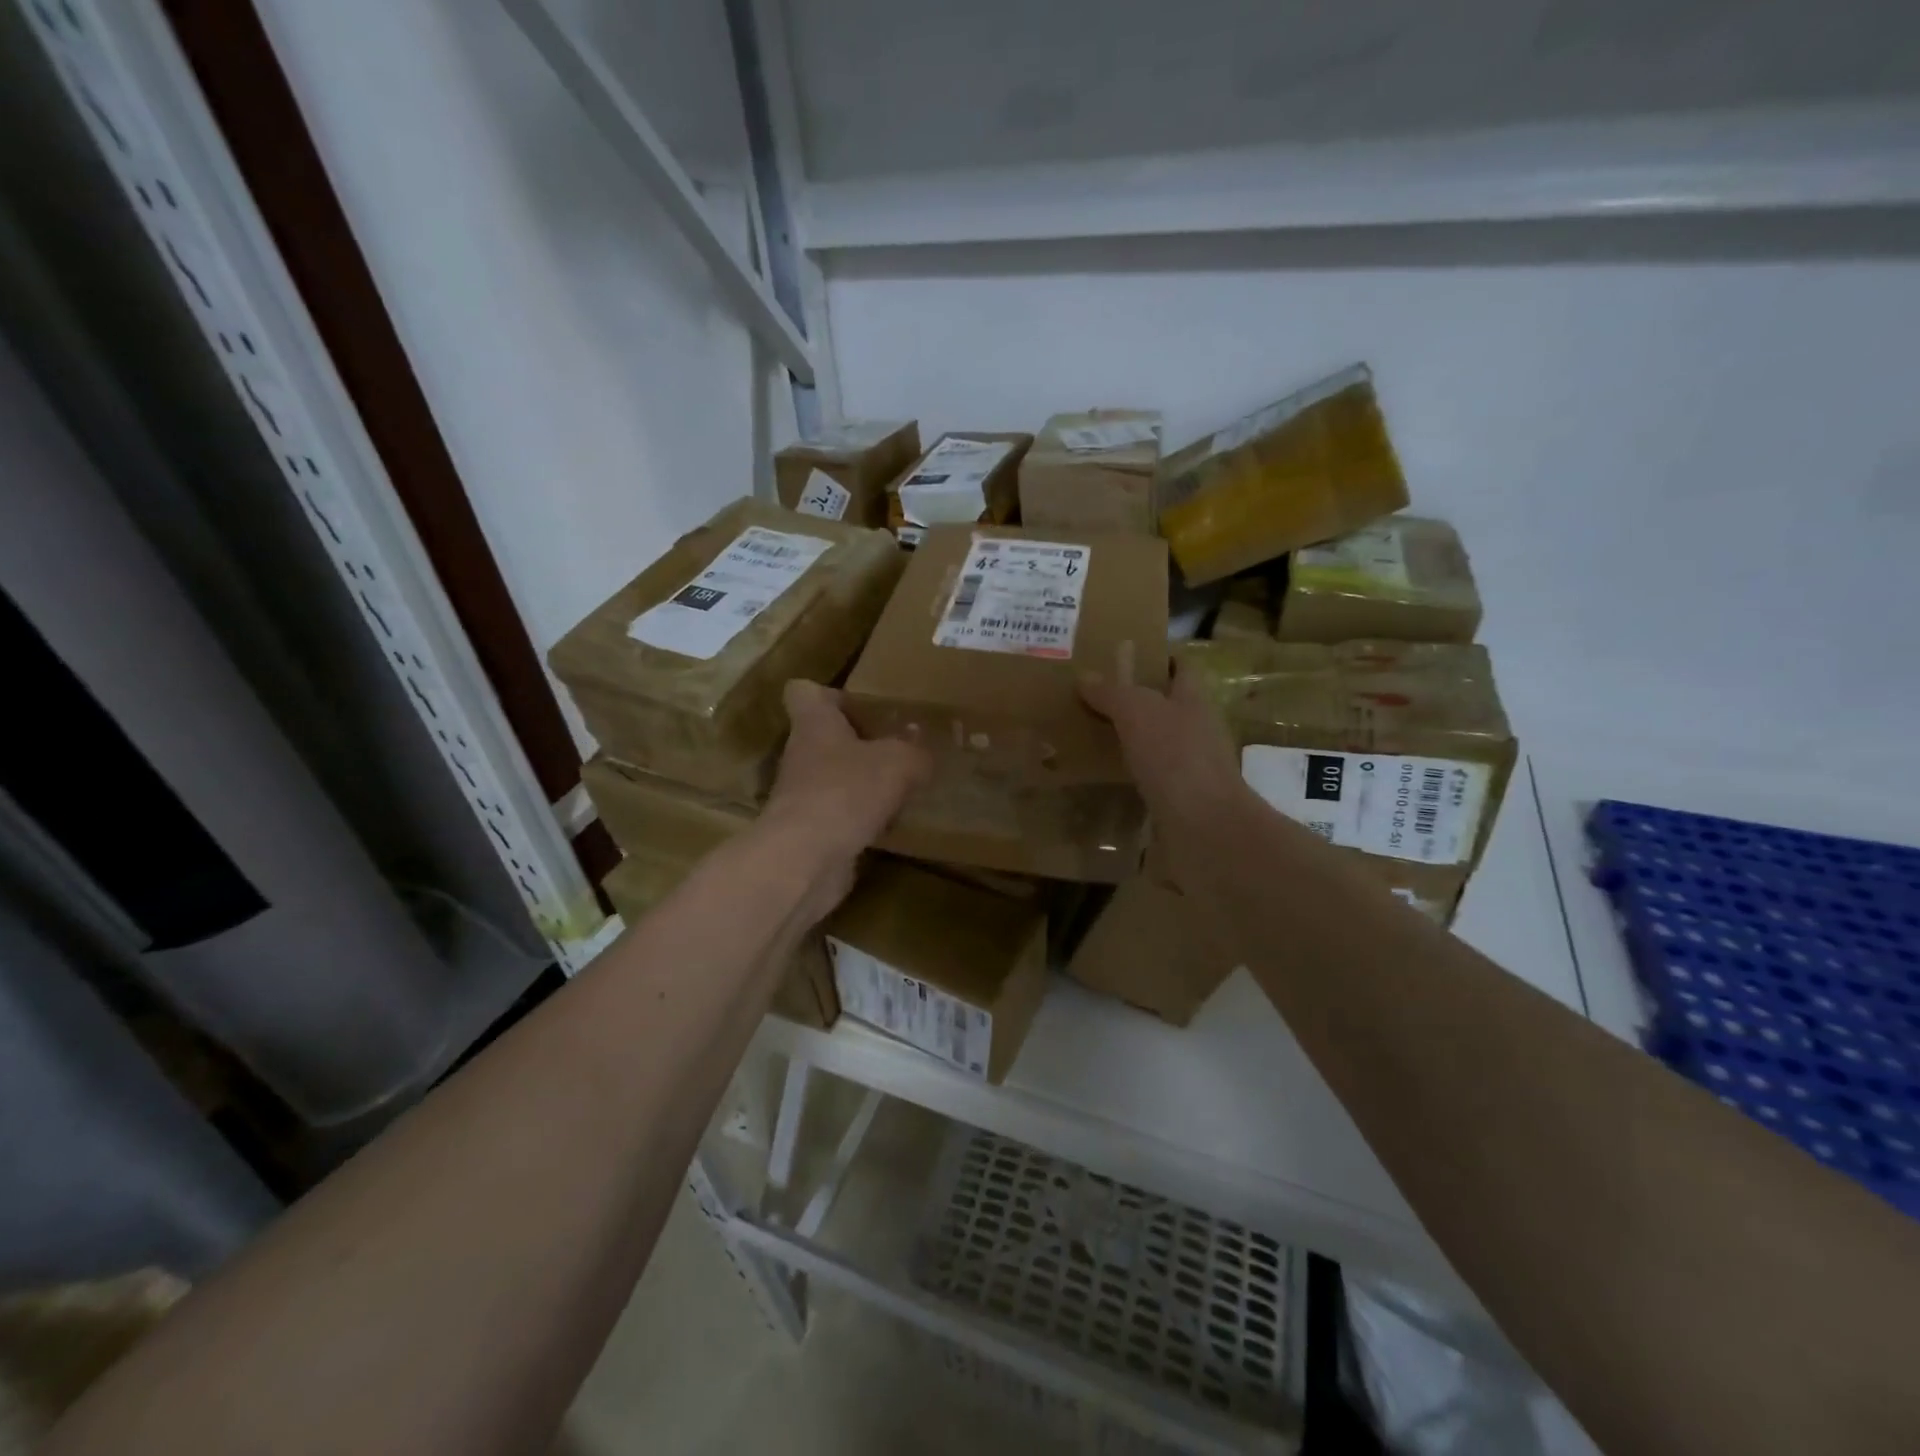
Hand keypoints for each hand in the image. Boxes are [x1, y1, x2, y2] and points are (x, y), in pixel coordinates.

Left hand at [762, 681, 930, 902]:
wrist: (806, 859)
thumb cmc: (847, 791)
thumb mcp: (899, 762)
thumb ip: (915, 753)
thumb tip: (922, 756)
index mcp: (814, 723)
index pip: (804, 691)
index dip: (830, 693)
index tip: (861, 704)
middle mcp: (802, 755)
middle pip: (826, 737)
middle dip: (860, 742)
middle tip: (899, 748)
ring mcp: (802, 796)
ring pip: (835, 778)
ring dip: (863, 783)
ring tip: (903, 787)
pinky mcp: (810, 832)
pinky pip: (841, 815)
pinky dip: (863, 818)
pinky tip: (892, 824)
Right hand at [1079, 663, 1253, 843]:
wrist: (1205, 827)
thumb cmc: (1175, 757)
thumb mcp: (1137, 713)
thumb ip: (1113, 693)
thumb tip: (1085, 676)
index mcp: (1194, 700)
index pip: (1182, 668)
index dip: (1160, 659)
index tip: (1126, 656)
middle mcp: (1197, 730)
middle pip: (1168, 707)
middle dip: (1136, 701)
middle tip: (1093, 697)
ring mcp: (1191, 769)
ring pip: (1158, 745)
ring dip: (1131, 741)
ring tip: (1090, 736)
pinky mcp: (1180, 801)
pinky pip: (1151, 780)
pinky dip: (1130, 776)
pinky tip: (1104, 777)